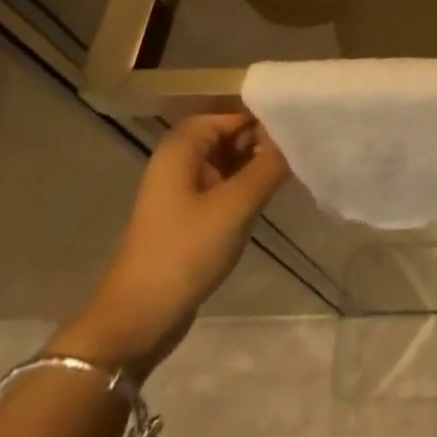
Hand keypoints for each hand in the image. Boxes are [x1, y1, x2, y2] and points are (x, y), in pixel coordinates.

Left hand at [52, 114, 289, 379]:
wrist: (137, 322)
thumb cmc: (184, 252)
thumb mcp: (236, 205)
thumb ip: (269, 166)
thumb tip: (295, 139)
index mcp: (182, 147)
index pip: (231, 114)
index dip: (263, 118)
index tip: (298, 128)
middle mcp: (179, 161)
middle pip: (229, 135)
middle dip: (262, 141)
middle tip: (299, 150)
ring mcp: (181, 190)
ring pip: (228, 162)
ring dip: (255, 165)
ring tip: (292, 169)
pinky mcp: (187, 216)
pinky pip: (222, 186)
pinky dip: (245, 186)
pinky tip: (270, 195)